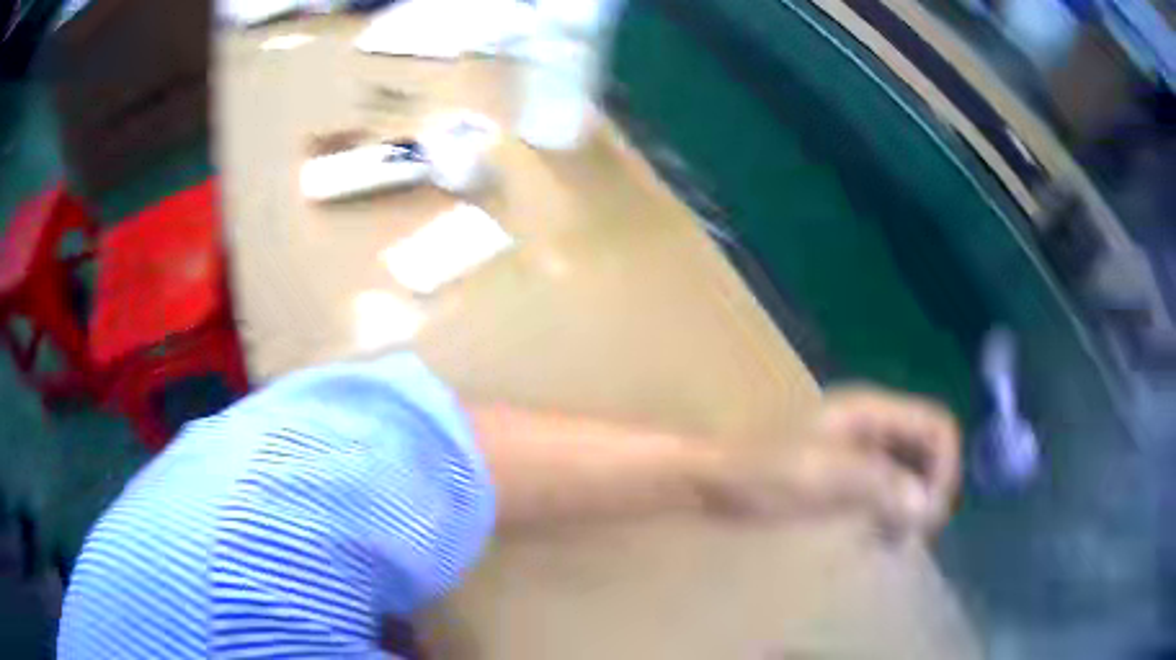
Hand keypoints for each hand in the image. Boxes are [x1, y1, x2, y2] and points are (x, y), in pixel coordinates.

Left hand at [703, 388, 960, 538]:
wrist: (713, 481)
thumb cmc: (761, 471)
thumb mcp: (820, 475)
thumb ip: (876, 484)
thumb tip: (926, 504)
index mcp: (872, 411)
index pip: (938, 426)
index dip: (945, 468)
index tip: (927, 514)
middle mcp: (875, 426)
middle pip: (930, 451)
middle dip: (932, 491)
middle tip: (913, 536)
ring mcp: (862, 453)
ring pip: (913, 474)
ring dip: (914, 506)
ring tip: (895, 542)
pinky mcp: (849, 478)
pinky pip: (890, 492)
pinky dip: (895, 514)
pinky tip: (879, 539)